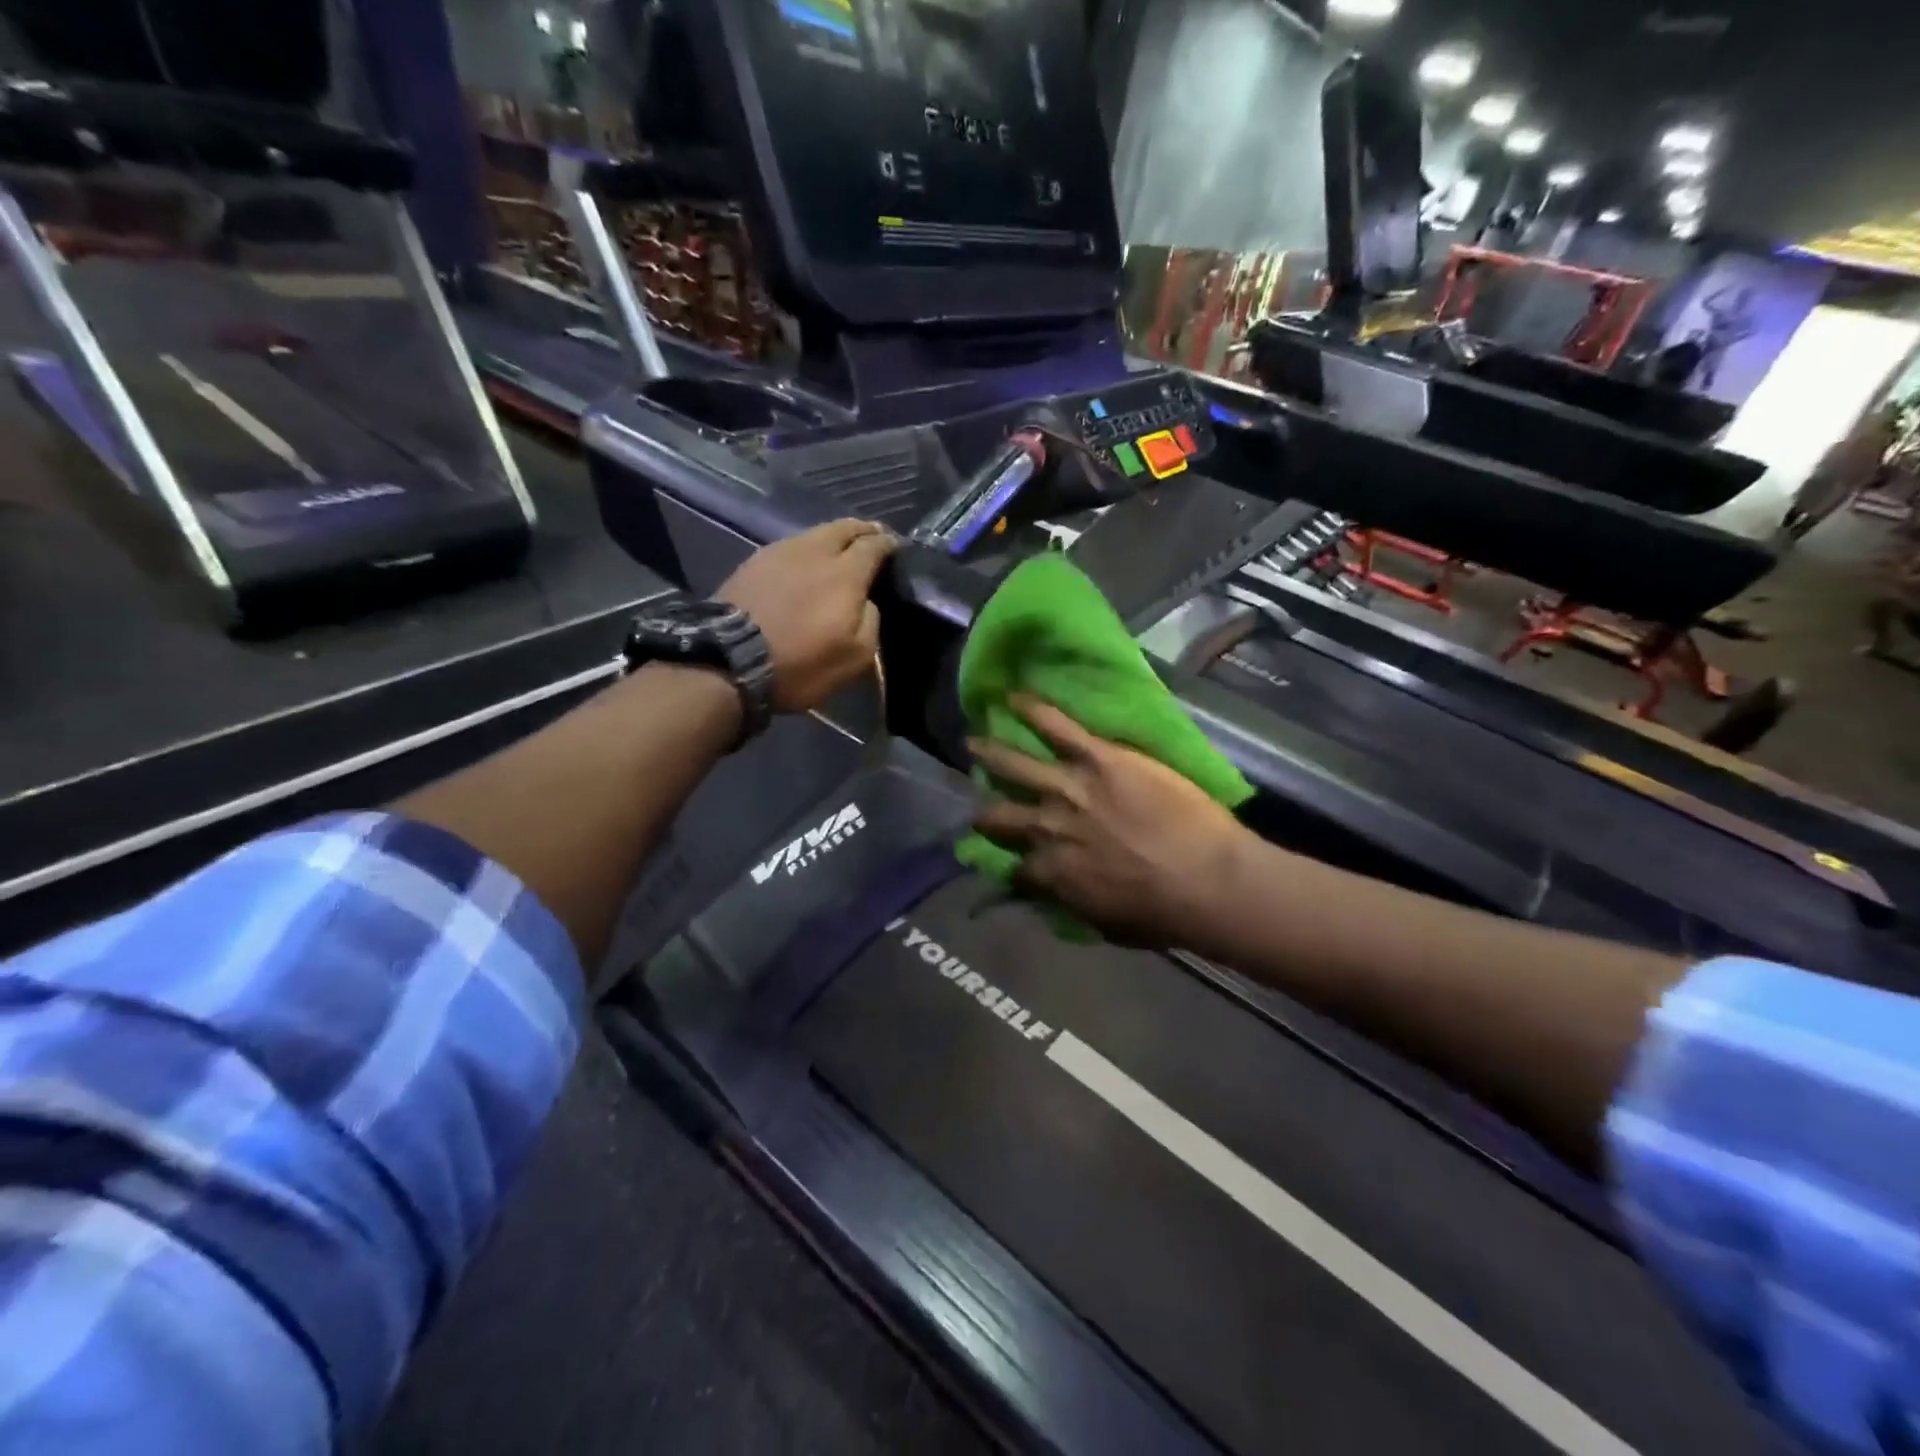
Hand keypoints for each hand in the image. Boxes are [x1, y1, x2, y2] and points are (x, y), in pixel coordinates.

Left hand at [718, 519, 897, 712]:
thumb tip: (866, 601)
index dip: (889, 544)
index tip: (896, 547)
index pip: (874, 545)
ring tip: (840, 548)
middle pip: (845, 527)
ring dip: (834, 536)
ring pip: (815, 533)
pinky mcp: (754, 562)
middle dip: (863, 529)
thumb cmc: (800, 662)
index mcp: (846, 573)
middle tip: (873, 536)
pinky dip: (807, 549)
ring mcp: (781, 552)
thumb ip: (870, 621)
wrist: (729, 661)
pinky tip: (806, 562)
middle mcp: (815, 551)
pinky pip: (791, 546)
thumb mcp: (855, 656)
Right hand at [970, 694, 1250, 947]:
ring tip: (972, 742)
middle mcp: (1048, 828)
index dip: (1009, 863)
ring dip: (990, 753)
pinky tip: (1015, 697)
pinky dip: (1034, 710)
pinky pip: (1058, 728)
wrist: (1206, 881)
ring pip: (1017, 765)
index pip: (1015, 867)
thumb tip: (1056, 895)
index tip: (1007, 858)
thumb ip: (1073, 904)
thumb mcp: (1106, 926)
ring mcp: (1070, 788)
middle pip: (1000, 816)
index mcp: (1052, 872)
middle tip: (976, 804)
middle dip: (984, 811)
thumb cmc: (1164, 914)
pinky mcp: (1099, 758)